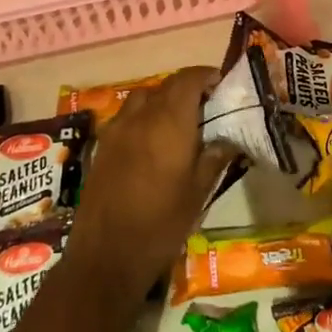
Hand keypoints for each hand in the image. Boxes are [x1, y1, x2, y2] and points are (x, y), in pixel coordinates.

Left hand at [69, 66, 230, 305]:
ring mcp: (117, 129)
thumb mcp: (198, 192)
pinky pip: (127, 117)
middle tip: (206, 108)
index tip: (221, 86)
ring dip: (163, 101)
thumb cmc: (161, 224)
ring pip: (143, 98)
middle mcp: (141, 116)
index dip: (206, 76)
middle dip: (187, 89)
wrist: (106, 255)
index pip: (188, 79)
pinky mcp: (102, 146)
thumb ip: (214, 157)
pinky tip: (152, 143)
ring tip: (180, 124)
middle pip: (166, 86)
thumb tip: (229, 138)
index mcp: (169, 122)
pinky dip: (143, 118)